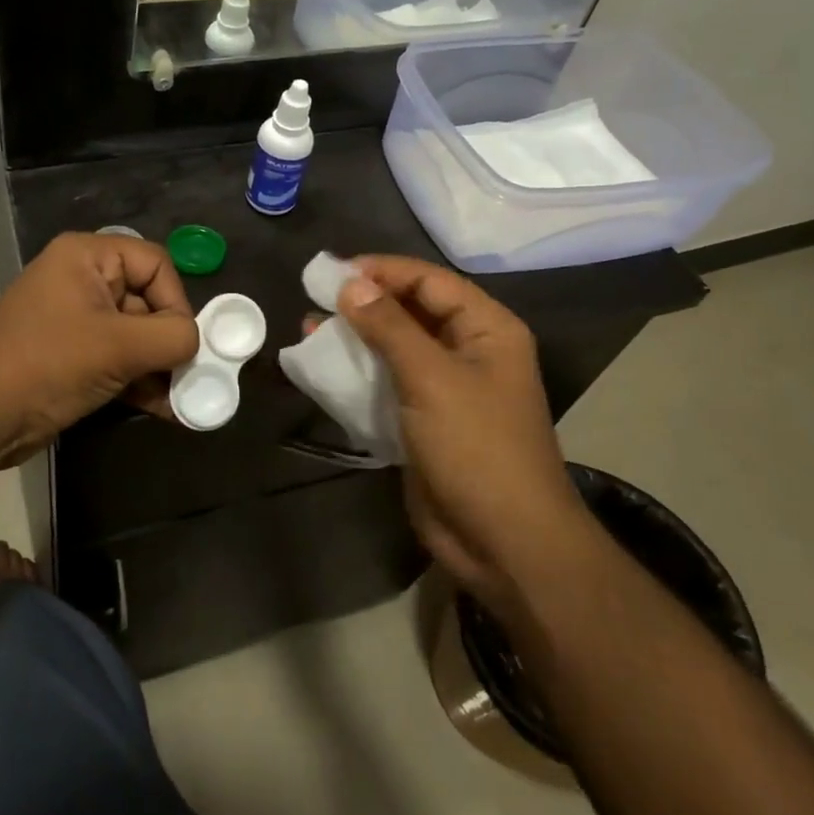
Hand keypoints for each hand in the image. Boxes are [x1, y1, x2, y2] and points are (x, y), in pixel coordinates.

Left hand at [0, 232, 198, 468]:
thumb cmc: (48, 364)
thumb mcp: (118, 346)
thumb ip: (171, 338)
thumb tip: (195, 343)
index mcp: (87, 257)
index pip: (154, 264)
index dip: (176, 301)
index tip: (183, 343)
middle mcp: (82, 280)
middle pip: (147, 300)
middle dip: (170, 341)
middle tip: (190, 377)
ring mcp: (76, 320)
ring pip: (135, 335)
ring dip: (160, 367)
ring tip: (182, 400)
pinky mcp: (72, 356)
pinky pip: (118, 358)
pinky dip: (140, 380)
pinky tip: (164, 409)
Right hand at [336, 257, 586, 601]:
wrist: (504, 542)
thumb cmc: (476, 447)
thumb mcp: (431, 378)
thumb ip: (389, 327)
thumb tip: (349, 283)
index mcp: (486, 330)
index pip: (429, 282)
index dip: (383, 271)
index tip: (333, 272)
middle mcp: (468, 351)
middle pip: (411, 311)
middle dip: (364, 303)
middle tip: (315, 299)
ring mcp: (445, 388)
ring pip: (394, 347)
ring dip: (355, 338)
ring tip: (310, 329)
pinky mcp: (423, 420)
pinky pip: (386, 382)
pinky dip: (356, 373)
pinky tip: (322, 368)